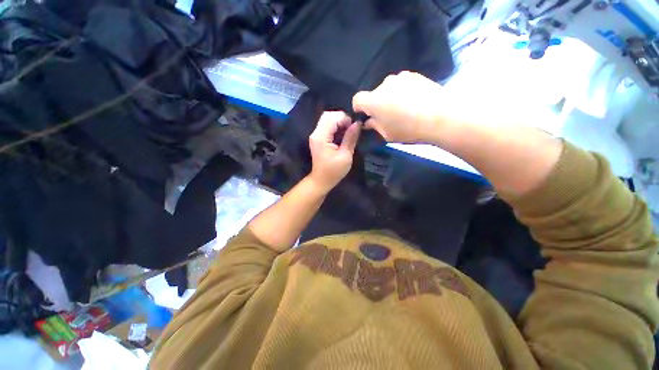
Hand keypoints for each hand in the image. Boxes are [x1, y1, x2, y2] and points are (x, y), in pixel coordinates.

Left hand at [308, 111, 360, 191]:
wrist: (321, 180)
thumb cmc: (334, 171)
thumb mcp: (345, 155)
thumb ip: (351, 138)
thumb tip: (358, 123)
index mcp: (321, 137)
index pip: (332, 117)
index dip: (345, 119)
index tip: (354, 128)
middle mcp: (316, 133)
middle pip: (328, 115)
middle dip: (342, 118)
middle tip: (351, 129)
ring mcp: (315, 135)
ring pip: (327, 119)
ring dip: (339, 122)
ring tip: (348, 132)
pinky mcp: (317, 138)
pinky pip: (326, 126)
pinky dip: (335, 127)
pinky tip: (342, 135)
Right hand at [353, 71, 458, 142]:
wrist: (440, 116)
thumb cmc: (408, 129)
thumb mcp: (387, 134)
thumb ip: (374, 126)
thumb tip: (368, 122)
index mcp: (373, 101)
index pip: (357, 99)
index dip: (359, 108)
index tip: (366, 116)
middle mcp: (383, 85)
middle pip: (374, 94)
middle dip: (377, 104)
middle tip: (388, 116)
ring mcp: (400, 77)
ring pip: (388, 88)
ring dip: (390, 97)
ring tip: (404, 108)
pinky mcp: (414, 75)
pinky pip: (402, 84)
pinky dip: (403, 91)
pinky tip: (414, 101)